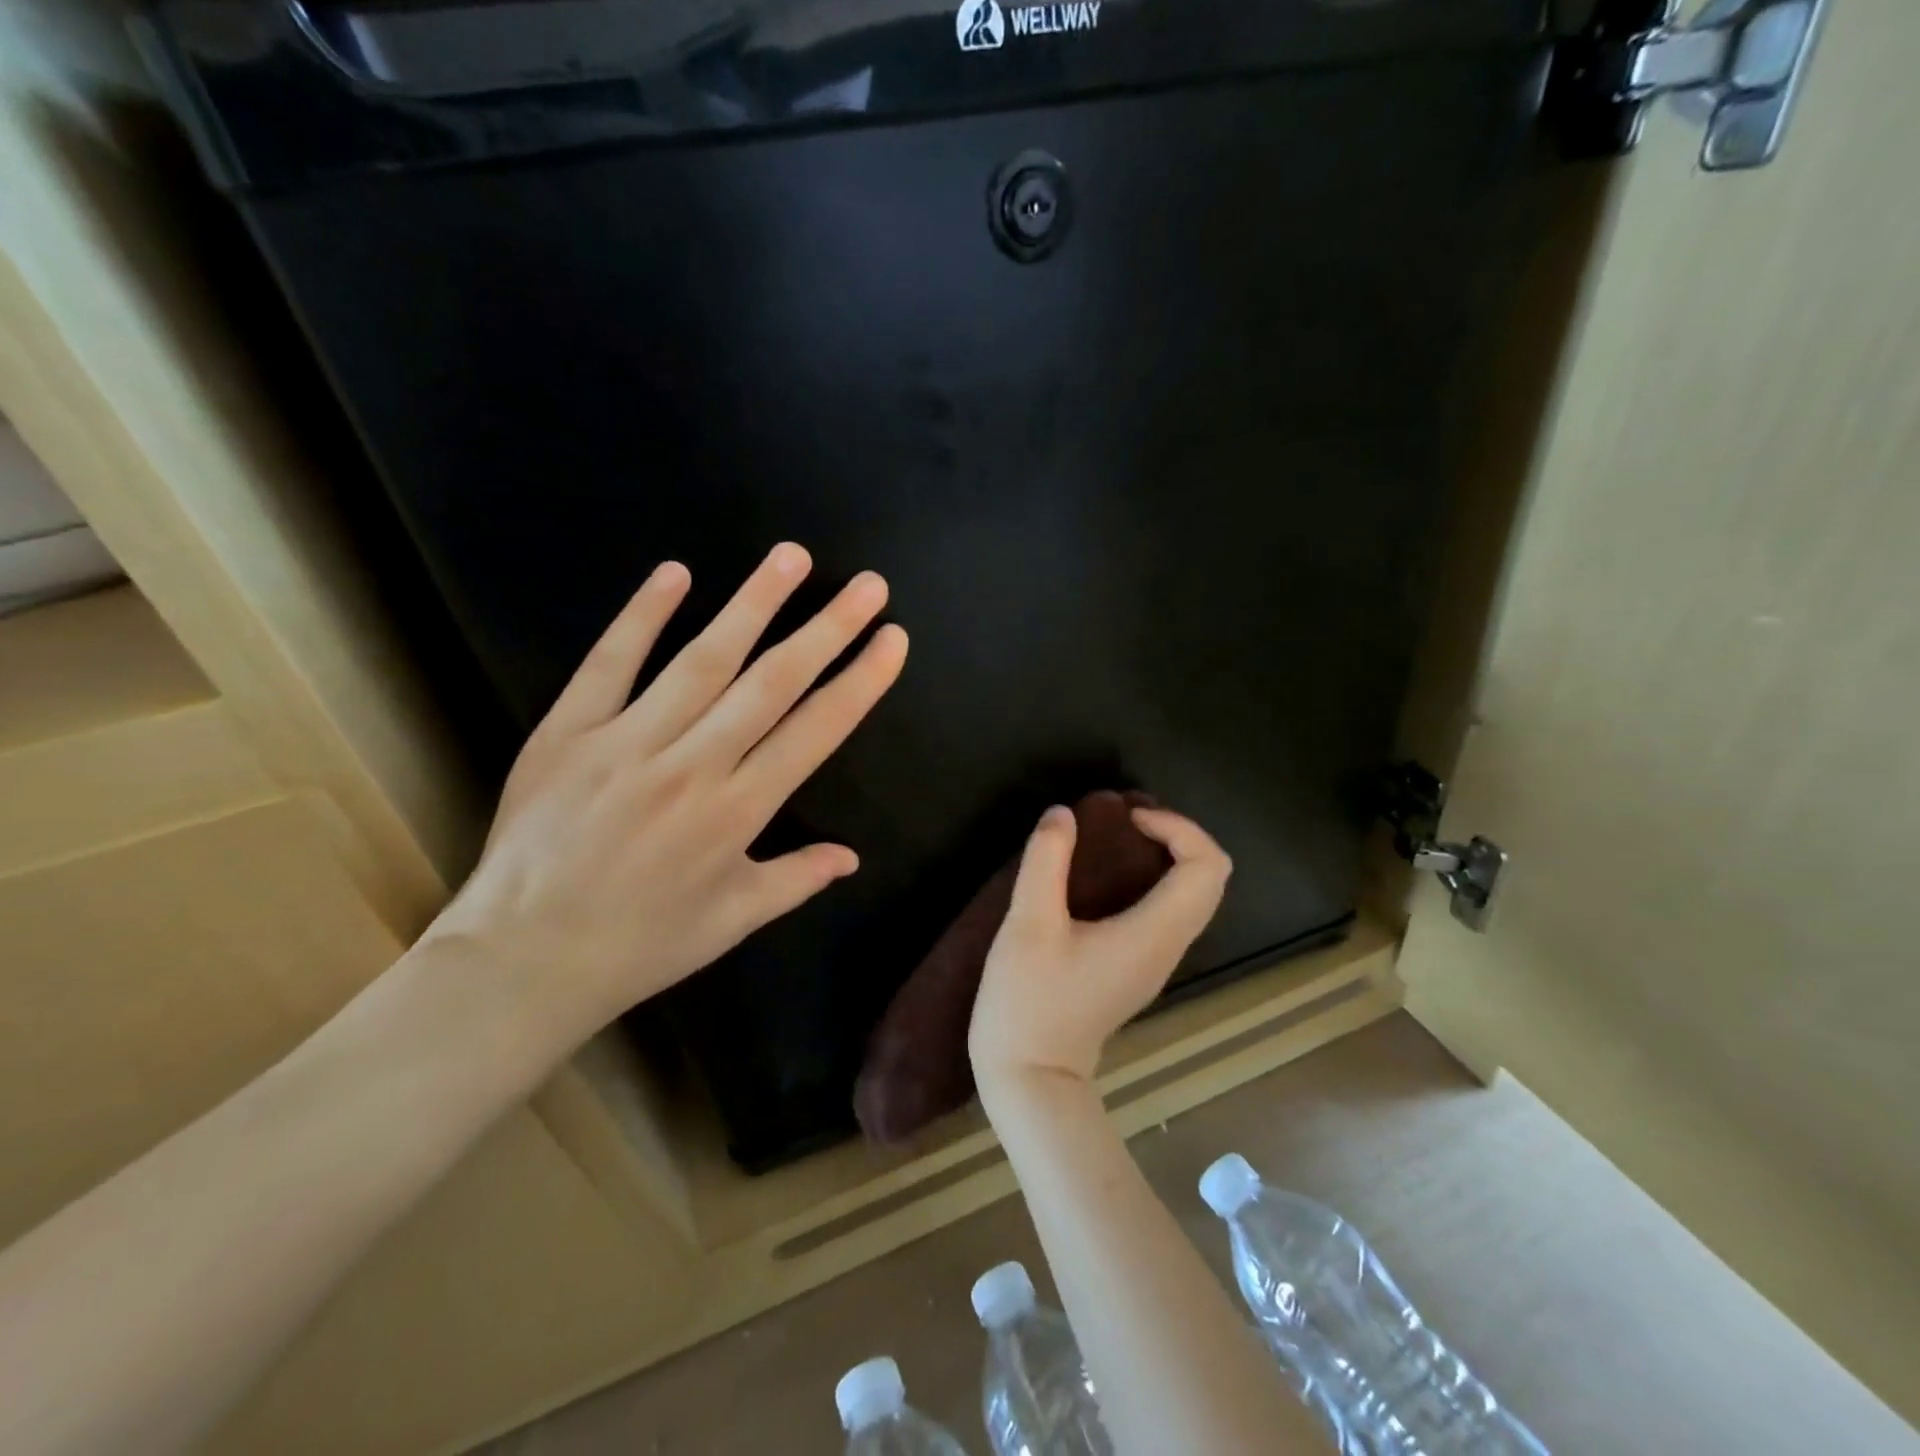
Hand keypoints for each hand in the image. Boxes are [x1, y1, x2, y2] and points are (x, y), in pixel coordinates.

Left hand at [429, 543, 908, 1050]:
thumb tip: (851, 857)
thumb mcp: (732, 920)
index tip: (892, 640)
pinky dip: (642, 616)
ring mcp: (626, 742)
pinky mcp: (567, 732)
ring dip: (753, 604)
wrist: (523, 960)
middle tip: (867, 586)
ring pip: (702, 660)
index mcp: (737, 812)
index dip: (860, 682)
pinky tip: (676, 574)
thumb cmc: (640, 944)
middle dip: (827, 629)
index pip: (815, 731)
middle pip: (772, 683)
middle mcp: (692, 766)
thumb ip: (796, 879)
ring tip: (792, 558)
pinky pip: (609, 664)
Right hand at [969, 805, 1231, 1095]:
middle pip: (1210, 880)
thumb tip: (1063, 814)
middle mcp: (1168, 947)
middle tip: (1126, 821)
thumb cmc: (1029, 1001)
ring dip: (1167, 858)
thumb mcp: (1028, 924)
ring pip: (1192, 898)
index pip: (1206, 868)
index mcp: (1153, 933)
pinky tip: (1106, 877)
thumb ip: (1046, 861)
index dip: (1179, 828)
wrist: (1030, 1078)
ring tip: (1116, 839)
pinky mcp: (1138, 970)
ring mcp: (1156, 963)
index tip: (1129, 818)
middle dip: (1177, 836)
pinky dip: (1154, 881)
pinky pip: (1169, 914)